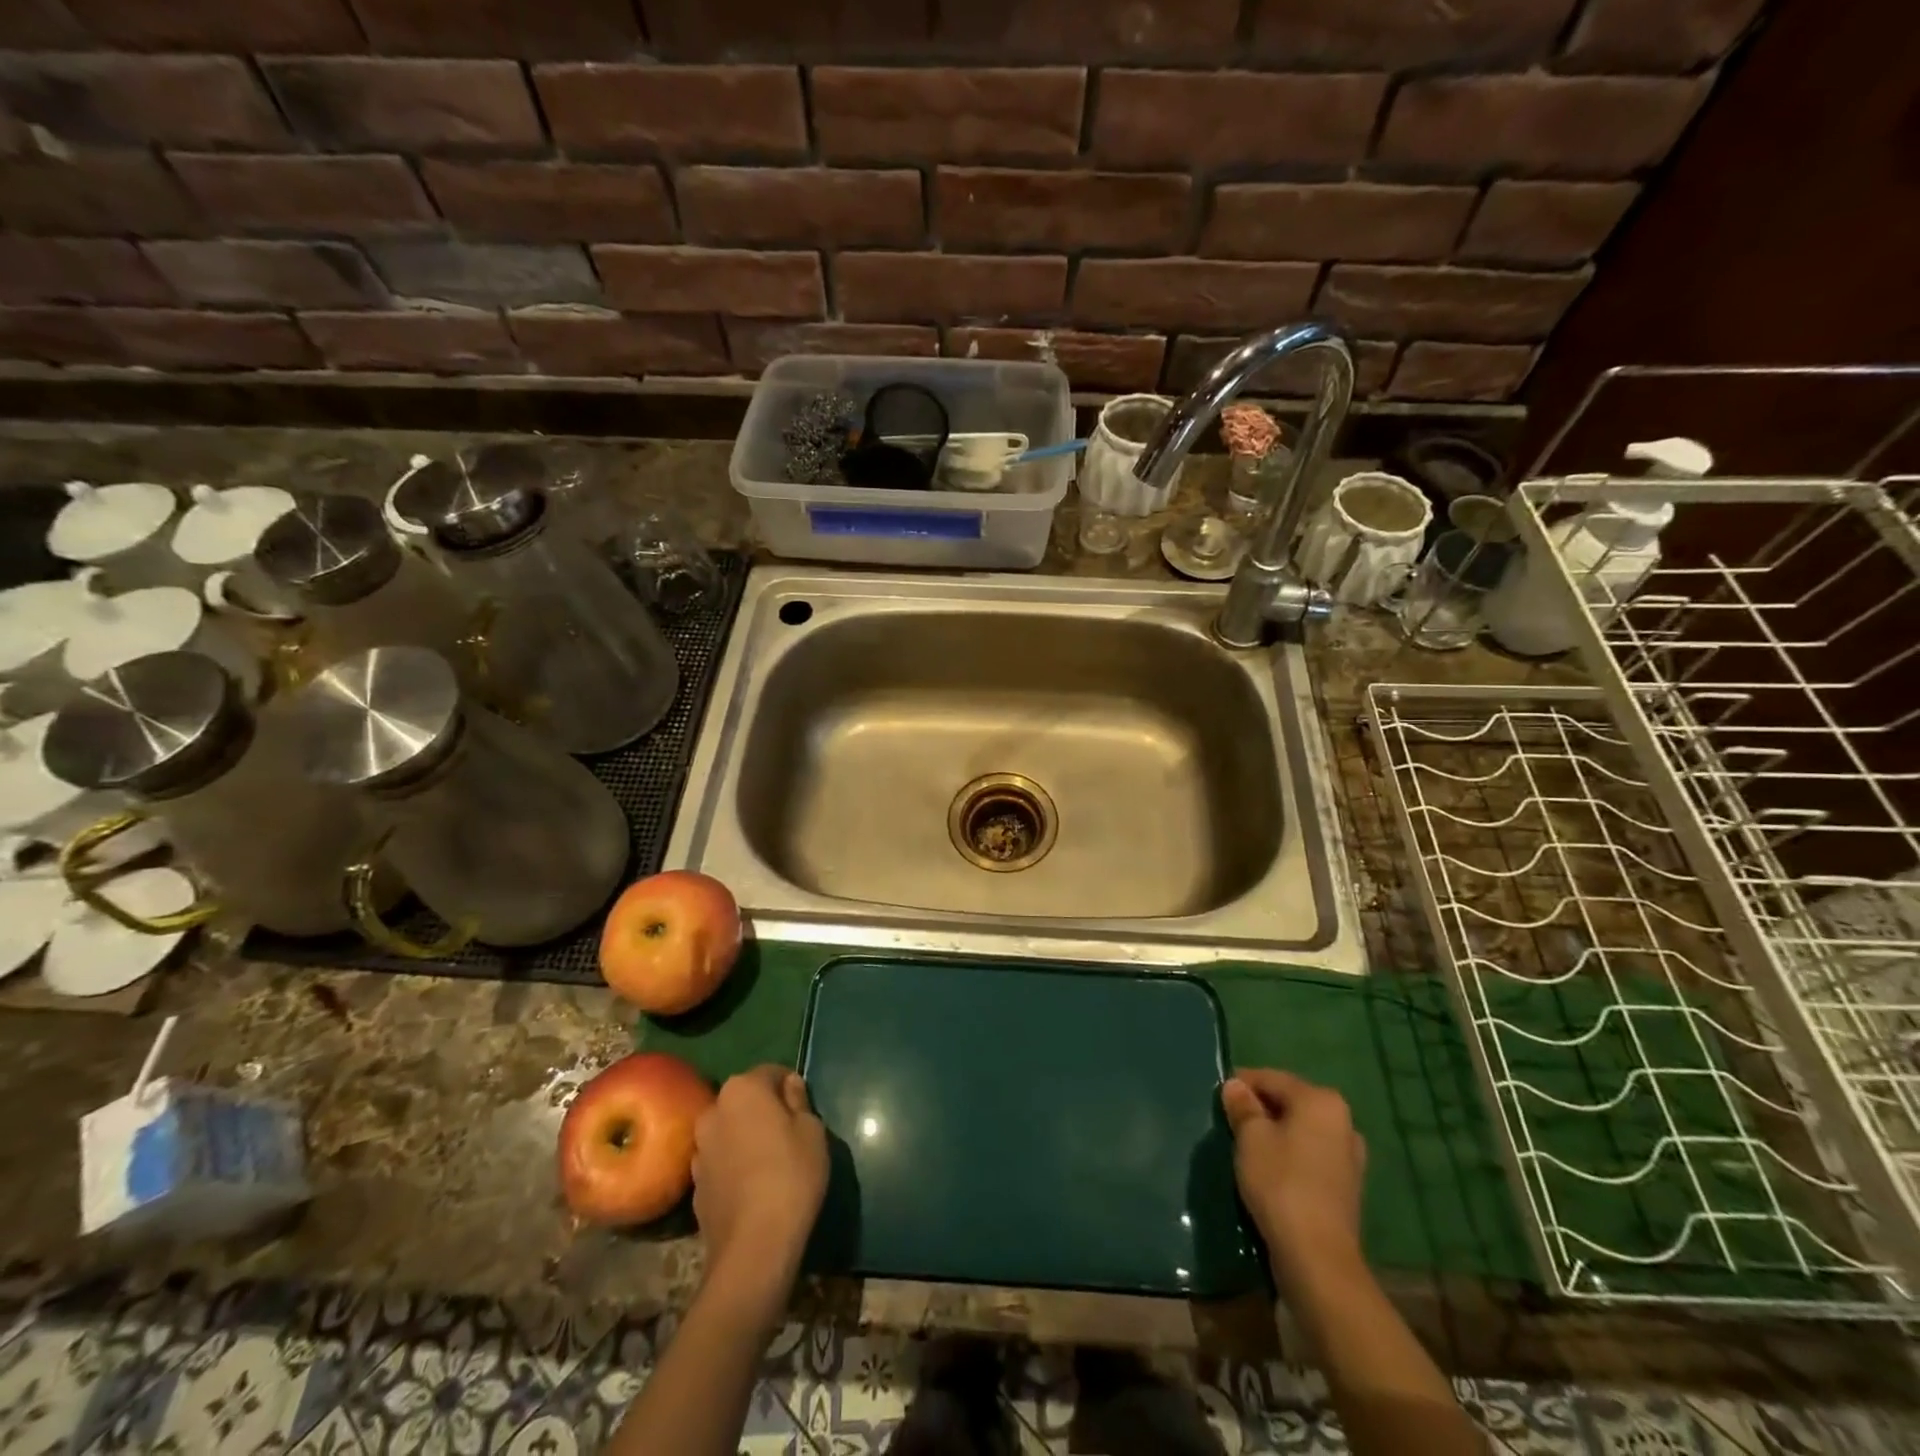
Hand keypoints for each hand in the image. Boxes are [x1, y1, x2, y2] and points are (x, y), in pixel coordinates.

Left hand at [692, 1065, 828, 1321]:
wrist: (753, 1246)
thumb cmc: (791, 1174)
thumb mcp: (812, 1130)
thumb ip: (799, 1100)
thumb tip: (788, 1086)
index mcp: (742, 1089)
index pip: (771, 1072)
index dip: (790, 1087)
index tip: (804, 1109)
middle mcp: (713, 1111)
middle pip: (745, 1100)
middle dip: (764, 1110)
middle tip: (789, 1134)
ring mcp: (699, 1149)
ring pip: (730, 1131)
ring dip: (746, 1138)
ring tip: (770, 1163)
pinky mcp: (694, 1185)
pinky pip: (720, 1162)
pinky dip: (734, 1166)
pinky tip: (753, 1188)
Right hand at [1222, 1069, 1366, 1280]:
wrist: (1318, 1258)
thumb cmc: (1280, 1183)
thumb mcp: (1250, 1137)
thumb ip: (1242, 1106)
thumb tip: (1236, 1086)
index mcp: (1321, 1101)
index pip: (1273, 1078)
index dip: (1242, 1084)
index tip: (1218, 1097)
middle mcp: (1343, 1122)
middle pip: (1290, 1103)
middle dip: (1260, 1109)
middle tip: (1230, 1122)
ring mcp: (1349, 1157)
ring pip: (1301, 1131)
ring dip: (1275, 1134)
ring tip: (1247, 1148)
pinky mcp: (1346, 1187)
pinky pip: (1310, 1157)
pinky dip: (1290, 1156)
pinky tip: (1270, 1171)